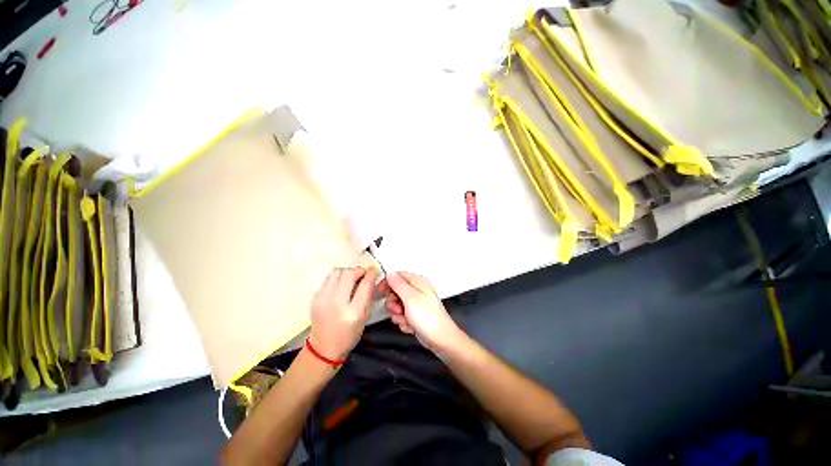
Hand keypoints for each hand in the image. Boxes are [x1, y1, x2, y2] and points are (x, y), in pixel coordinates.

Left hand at [308, 267, 376, 359]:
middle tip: (362, 273)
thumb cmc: (349, 334)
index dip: (370, 274)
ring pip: (337, 271)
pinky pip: (329, 278)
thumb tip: (370, 277)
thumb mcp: (365, 317)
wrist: (323, 347)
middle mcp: (337, 303)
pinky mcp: (315, 297)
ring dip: (347, 271)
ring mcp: (323, 299)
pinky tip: (341, 285)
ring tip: (351, 278)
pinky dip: (338, 278)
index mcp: (353, 312)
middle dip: (358, 270)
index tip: (373, 269)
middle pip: (349, 274)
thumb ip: (368, 296)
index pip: (364, 285)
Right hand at [376, 272, 465, 352]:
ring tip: (406, 319)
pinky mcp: (415, 314)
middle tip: (399, 310)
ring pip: (396, 305)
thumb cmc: (428, 318)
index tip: (380, 292)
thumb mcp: (410, 298)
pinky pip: (402, 315)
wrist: (440, 339)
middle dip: (393, 303)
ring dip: (398, 315)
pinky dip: (403, 321)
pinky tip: (411, 325)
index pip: (396, 276)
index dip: (387, 284)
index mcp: (417, 282)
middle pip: (394, 292)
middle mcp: (417, 290)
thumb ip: (398, 284)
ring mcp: (416, 303)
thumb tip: (390, 273)